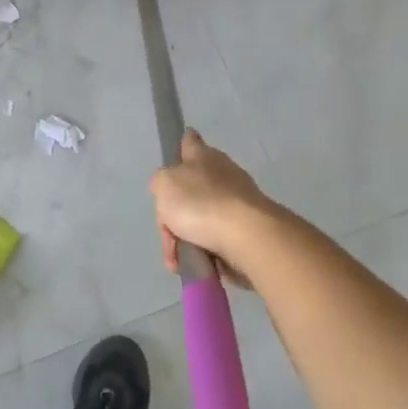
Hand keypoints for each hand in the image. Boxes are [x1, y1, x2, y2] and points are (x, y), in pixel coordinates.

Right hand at [148, 130, 278, 286]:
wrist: (247, 238)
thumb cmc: (201, 204)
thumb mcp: (164, 185)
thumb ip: (161, 182)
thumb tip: (169, 187)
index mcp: (203, 157)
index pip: (190, 143)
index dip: (183, 145)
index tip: (181, 146)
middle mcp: (223, 176)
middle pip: (190, 192)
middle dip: (174, 216)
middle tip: (168, 232)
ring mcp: (236, 204)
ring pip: (199, 221)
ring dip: (185, 241)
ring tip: (179, 259)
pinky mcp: (246, 231)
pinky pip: (214, 241)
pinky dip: (203, 254)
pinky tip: (197, 265)